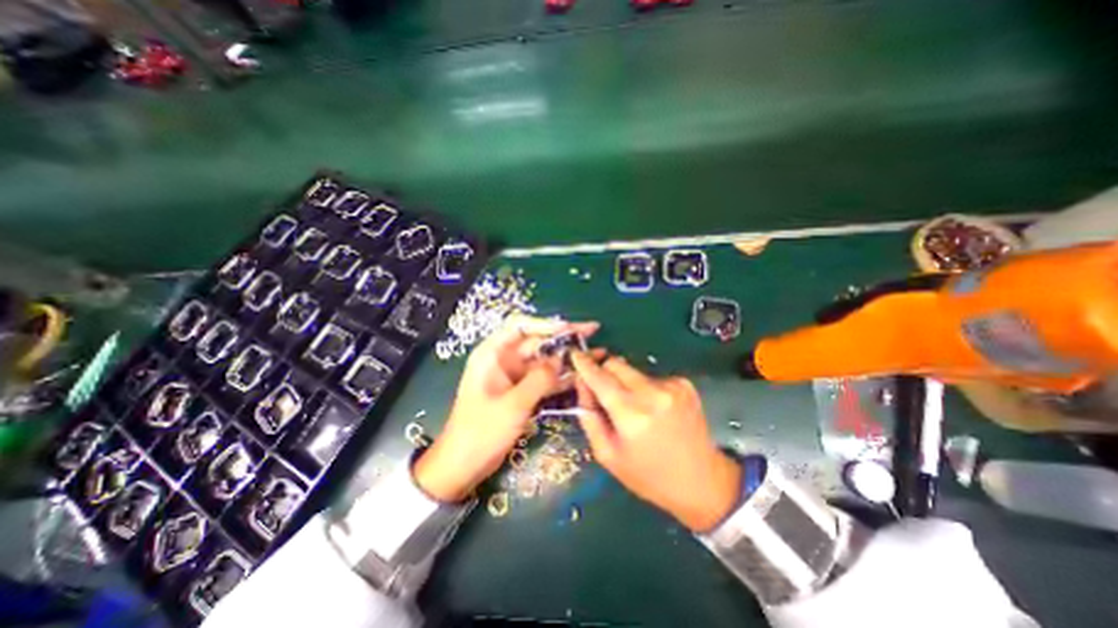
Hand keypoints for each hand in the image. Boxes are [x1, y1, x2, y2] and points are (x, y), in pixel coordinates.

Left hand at [415, 316, 598, 502]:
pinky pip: (544, 379)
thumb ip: (539, 380)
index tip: (571, 328)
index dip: (546, 323)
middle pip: (537, 341)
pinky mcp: (522, 392)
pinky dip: (561, 378)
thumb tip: (562, 360)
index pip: (520, 326)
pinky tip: (582, 376)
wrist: (463, 466)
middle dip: (564, 339)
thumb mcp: (512, 405)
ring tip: (596, 353)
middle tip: (592, 333)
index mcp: (493, 353)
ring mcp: (514, 376)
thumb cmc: (481, 432)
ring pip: (544, 360)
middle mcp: (504, 359)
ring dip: (566, 358)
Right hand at [569, 350, 740, 530]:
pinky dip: (644, 387)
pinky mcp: (684, 384)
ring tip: (633, 408)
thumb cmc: (649, 475)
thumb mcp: (608, 455)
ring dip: (625, 382)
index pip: (599, 377)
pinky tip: (653, 409)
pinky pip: (651, 376)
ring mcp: (672, 385)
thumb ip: (589, 417)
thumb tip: (582, 385)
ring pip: (632, 370)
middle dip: (603, 371)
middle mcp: (652, 393)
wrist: (702, 482)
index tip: (574, 354)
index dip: (584, 364)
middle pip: (616, 363)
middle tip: (602, 389)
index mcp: (631, 414)